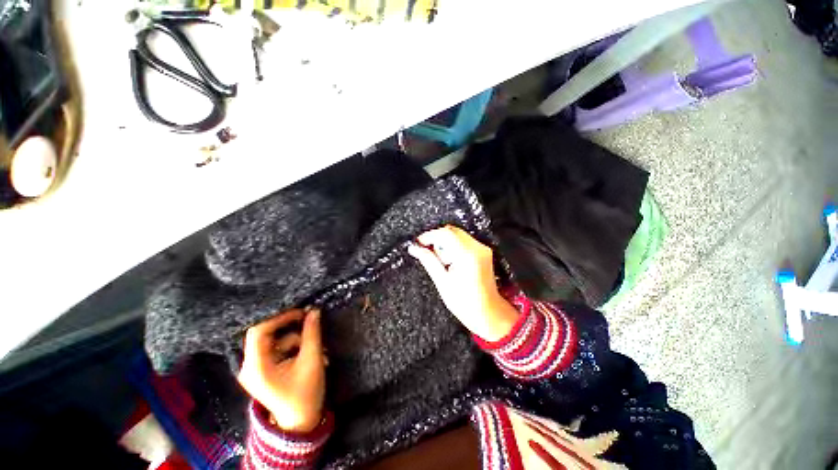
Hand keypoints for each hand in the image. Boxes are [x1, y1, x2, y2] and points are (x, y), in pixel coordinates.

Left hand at [237, 308, 325, 432]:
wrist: (299, 422)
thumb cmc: (305, 394)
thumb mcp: (311, 361)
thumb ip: (312, 334)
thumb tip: (314, 311)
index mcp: (256, 367)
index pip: (259, 332)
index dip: (279, 318)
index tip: (300, 312)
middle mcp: (249, 367)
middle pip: (266, 335)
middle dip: (290, 328)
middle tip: (309, 321)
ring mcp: (255, 369)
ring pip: (274, 341)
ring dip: (296, 340)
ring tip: (316, 347)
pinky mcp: (263, 370)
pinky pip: (276, 349)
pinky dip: (293, 348)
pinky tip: (308, 353)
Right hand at [408, 225, 518, 341]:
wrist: (488, 312)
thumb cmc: (465, 303)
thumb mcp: (442, 282)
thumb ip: (428, 261)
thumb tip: (414, 248)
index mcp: (467, 255)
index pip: (445, 234)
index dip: (429, 235)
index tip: (419, 243)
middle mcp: (477, 248)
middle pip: (452, 231)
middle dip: (437, 238)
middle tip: (426, 251)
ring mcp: (482, 249)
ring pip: (457, 234)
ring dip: (445, 242)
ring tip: (441, 261)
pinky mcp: (483, 252)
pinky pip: (464, 241)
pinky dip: (453, 246)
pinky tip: (450, 261)